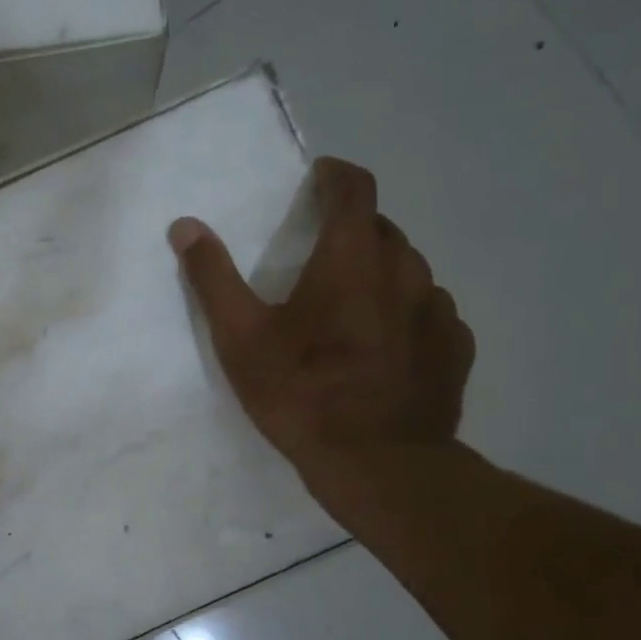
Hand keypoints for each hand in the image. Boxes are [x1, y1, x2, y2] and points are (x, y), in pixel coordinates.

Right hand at [169, 157, 474, 502]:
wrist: (377, 463)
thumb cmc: (302, 394)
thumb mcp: (241, 340)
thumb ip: (214, 278)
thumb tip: (185, 226)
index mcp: (352, 258)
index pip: (354, 189)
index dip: (335, 176)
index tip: (319, 179)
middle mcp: (405, 270)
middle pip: (382, 230)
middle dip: (352, 232)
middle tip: (321, 260)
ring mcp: (438, 309)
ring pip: (409, 272)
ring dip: (380, 276)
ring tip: (352, 311)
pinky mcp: (455, 348)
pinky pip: (430, 313)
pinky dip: (406, 316)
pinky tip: (386, 349)